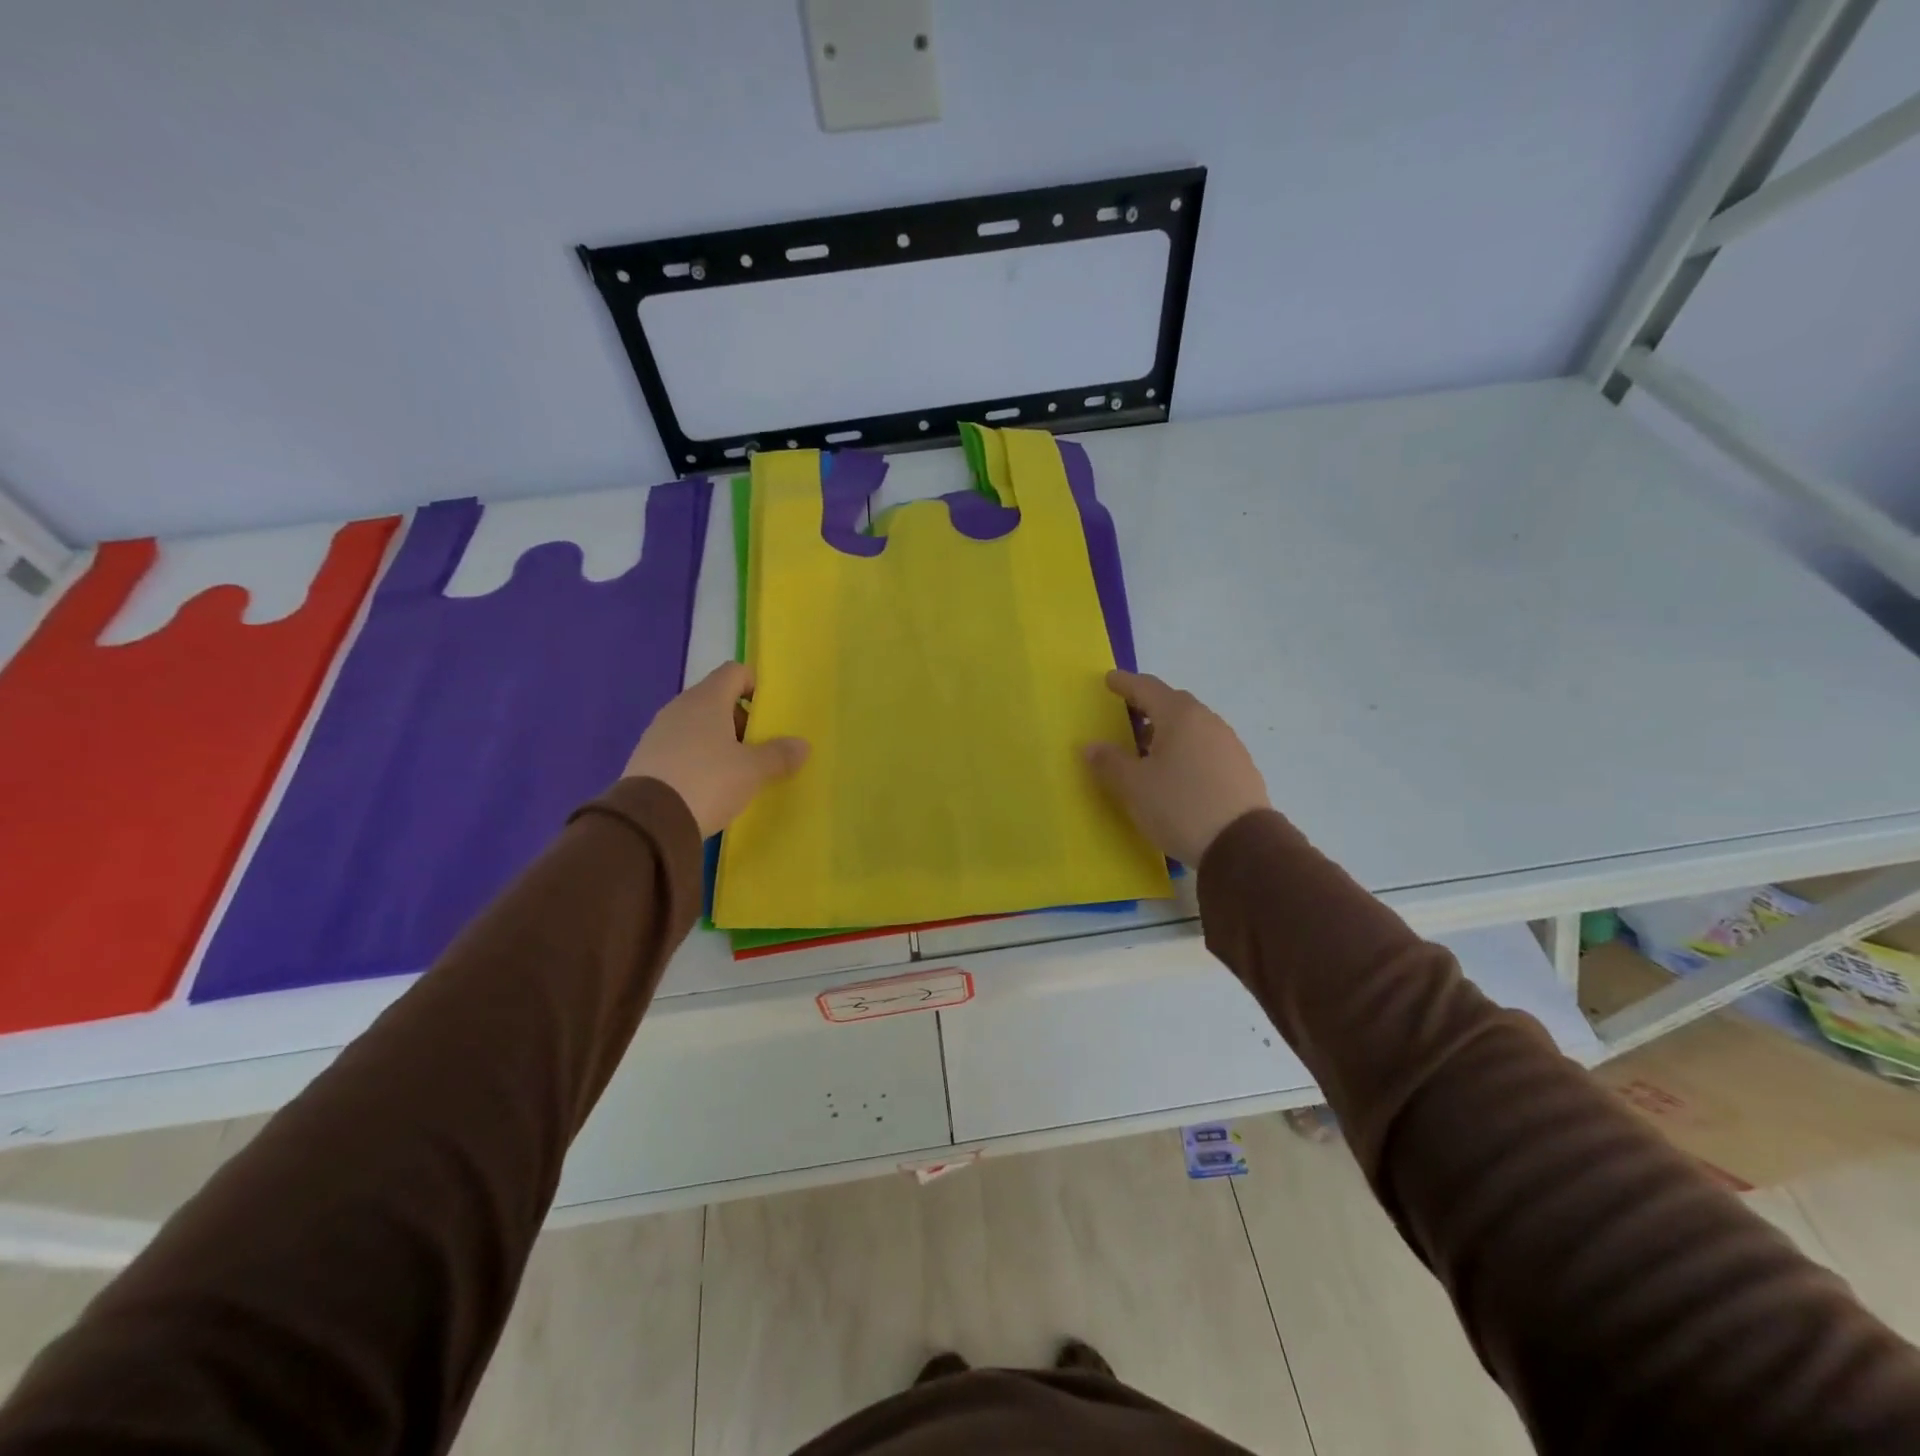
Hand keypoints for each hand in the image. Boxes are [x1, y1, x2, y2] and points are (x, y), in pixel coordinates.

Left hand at [623, 663, 808, 836]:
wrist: (648, 822)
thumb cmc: (708, 781)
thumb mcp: (752, 771)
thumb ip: (779, 755)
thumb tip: (802, 745)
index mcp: (707, 700)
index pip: (734, 672)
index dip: (755, 686)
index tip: (768, 714)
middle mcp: (680, 707)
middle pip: (717, 699)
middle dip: (740, 721)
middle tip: (756, 750)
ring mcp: (658, 732)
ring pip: (697, 725)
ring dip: (718, 741)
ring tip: (733, 773)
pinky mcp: (645, 757)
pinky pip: (680, 747)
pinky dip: (697, 758)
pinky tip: (706, 787)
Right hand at [1083, 670, 1269, 866]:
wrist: (1242, 846)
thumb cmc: (1180, 806)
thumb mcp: (1133, 787)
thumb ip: (1109, 762)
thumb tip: (1092, 745)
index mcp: (1179, 716)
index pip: (1146, 688)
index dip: (1125, 683)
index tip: (1109, 680)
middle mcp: (1207, 721)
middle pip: (1172, 703)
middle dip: (1146, 706)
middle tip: (1125, 715)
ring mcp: (1228, 743)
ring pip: (1191, 726)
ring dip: (1166, 730)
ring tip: (1146, 749)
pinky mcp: (1240, 767)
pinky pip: (1204, 746)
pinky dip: (1185, 748)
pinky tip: (1175, 772)